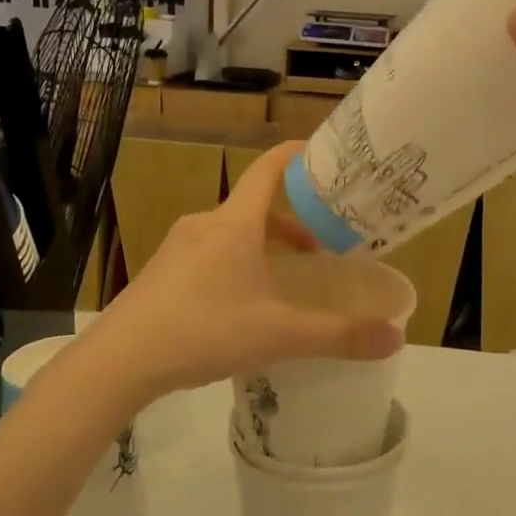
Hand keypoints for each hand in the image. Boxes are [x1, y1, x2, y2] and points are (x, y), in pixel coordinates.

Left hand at [87, 143, 404, 405]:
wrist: (120, 360)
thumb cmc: (205, 331)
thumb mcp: (279, 335)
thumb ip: (338, 336)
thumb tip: (396, 337)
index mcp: (234, 224)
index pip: (269, 170)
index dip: (296, 156)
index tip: (321, 155)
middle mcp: (204, 225)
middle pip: (254, 208)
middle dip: (290, 225)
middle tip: (319, 250)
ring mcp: (176, 249)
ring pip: (230, 235)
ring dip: (261, 249)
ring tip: (283, 284)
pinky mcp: (160, 274)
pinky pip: (207, 257)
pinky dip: (234, 267)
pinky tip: (239, 309)